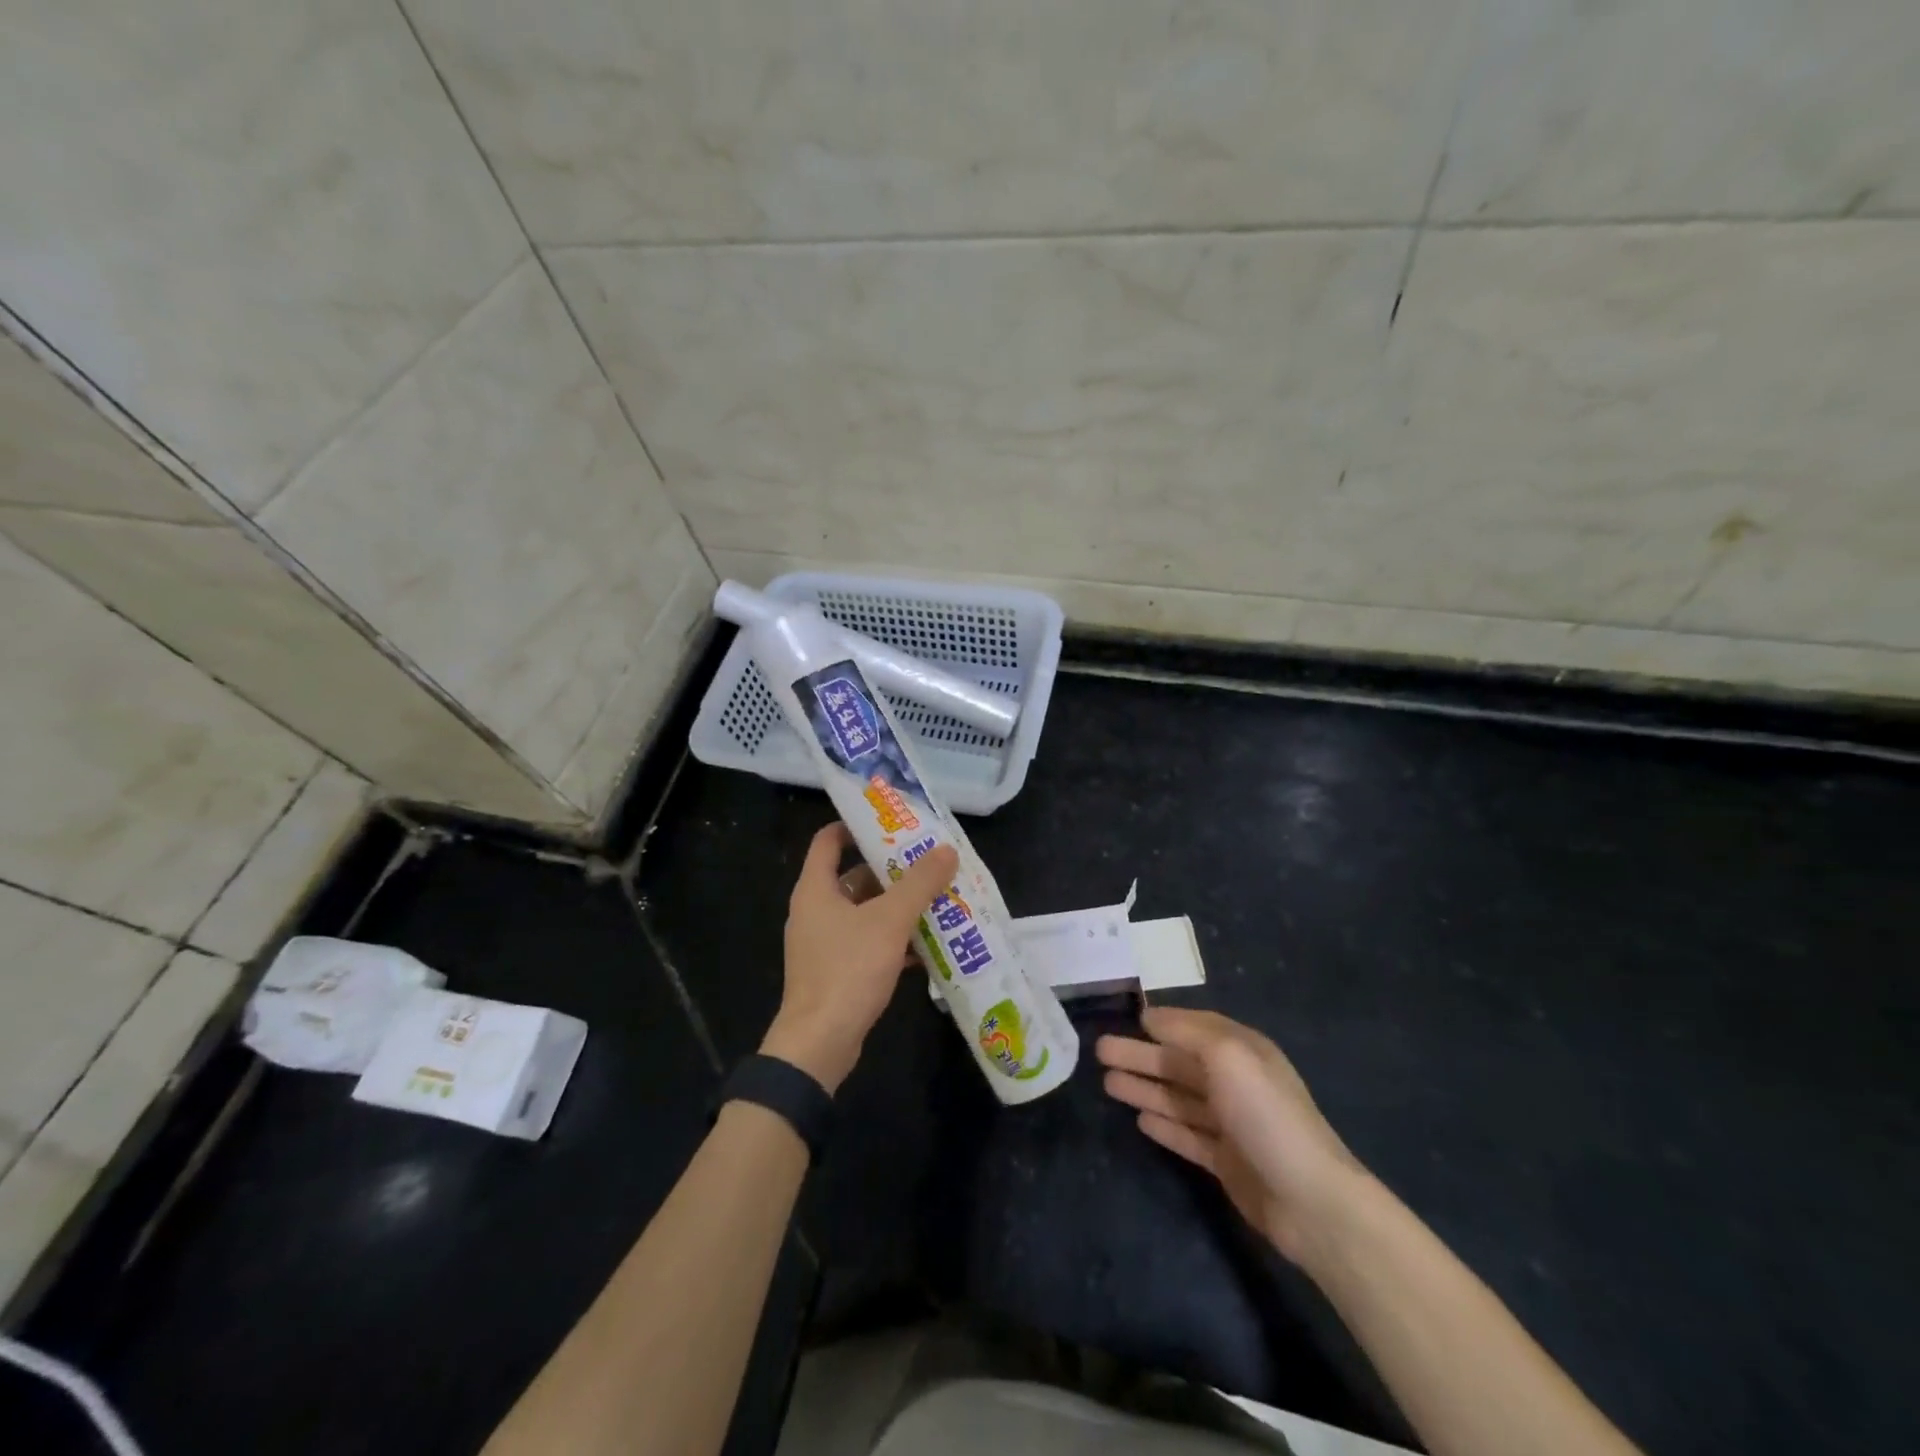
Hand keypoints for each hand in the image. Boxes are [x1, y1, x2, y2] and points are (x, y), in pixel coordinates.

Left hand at [761, 823, 958, 1093]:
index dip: (856, 825)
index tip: (892, 822)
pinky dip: (893, 939)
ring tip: (937, 898)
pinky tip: (928, 944)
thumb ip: (919, 884)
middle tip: (929, 861)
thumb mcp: (889, 921)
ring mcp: (824, 943)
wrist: (819, 1044)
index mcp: (816, 889)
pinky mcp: (836, 971)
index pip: (828, 840)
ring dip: (897, 906)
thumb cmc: (848, 970)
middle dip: (891, 869)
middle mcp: (815, 910)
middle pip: (853, 876)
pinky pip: (867, 942)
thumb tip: (947, 849)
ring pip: (865, 912)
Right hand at [1097, 1008, 1367, 1263]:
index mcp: (1242, 1051)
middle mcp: (1236, 1082)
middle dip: (1141, 1056)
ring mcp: (1232, 1124)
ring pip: (1178, 1098)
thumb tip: (1150, 1017)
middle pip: (1179, 1063)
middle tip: (1100, 1052)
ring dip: (1144, 1088)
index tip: (1127, 1019)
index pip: (1195, 1027)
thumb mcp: (1227, 1056)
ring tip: (1107, 1083)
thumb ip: (1187, 1032)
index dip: (1162, 1022)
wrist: (1309, 1199)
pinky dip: (1164, 1125)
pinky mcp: (1226, 1161)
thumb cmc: (1265, 1115)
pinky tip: (1139, 1120)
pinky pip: (1187, 1134)